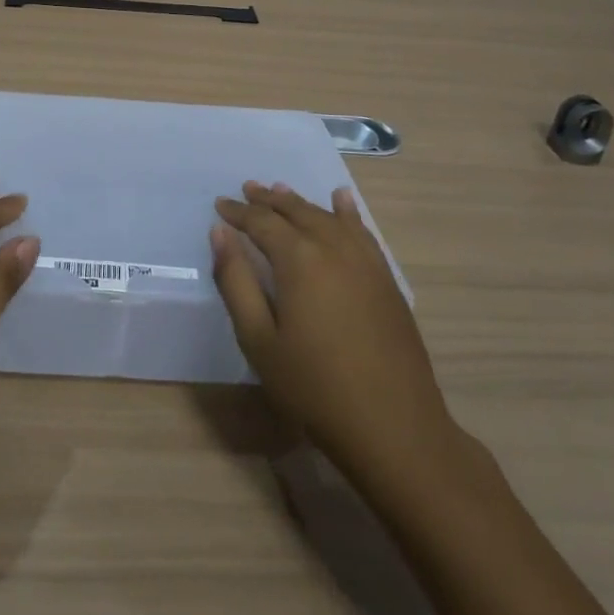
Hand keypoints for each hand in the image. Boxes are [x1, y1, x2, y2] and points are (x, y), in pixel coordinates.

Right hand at [212, 182, 455, 490]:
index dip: (239, 212)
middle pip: (297, 212)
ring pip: (328, 217)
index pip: (262, 222)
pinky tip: (342, 201)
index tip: (220, 204)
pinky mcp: (386, 279)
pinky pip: (362, 232)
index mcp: (299, 260)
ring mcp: (366, 262)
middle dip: (269, 199)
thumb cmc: (314, 387)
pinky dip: (347, 213)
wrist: (393, 426)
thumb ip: (236, 281)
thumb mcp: (258, 339)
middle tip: (248, 188)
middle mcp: (334, 248)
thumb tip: (220, 233)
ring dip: (301, 203)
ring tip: (281, 190)